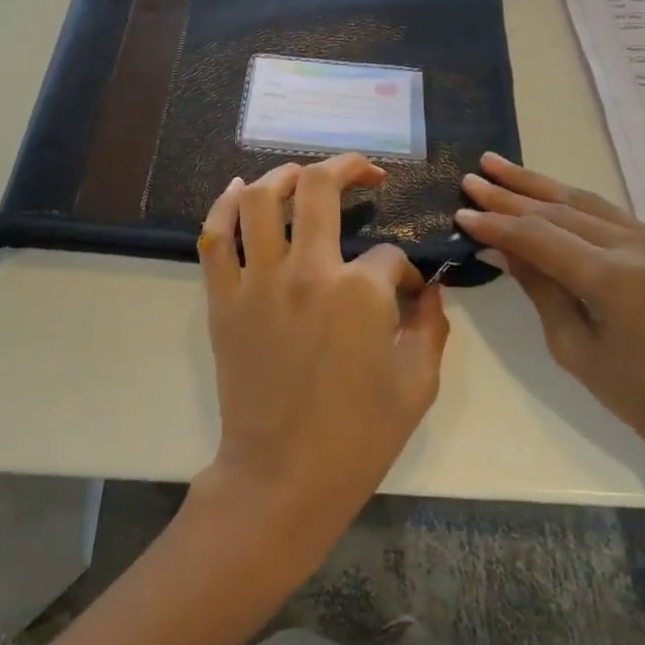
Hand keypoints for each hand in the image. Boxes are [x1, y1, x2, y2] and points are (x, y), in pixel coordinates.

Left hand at [194, 153, 450, 562]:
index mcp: (358, 292)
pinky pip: (214, 238)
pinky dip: (223, 206)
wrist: (283, 476)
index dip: (403, 270)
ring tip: (302, 175)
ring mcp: (257, 282)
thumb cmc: (358, 436)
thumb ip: (431, 324)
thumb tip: (428, 288)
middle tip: (365, 172)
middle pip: (318, 189)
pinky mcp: (223, 299)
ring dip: (282, 175)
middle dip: (348, 168)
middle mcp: (305, 271)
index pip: (388, 256)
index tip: (405, 290)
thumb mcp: (418, 383)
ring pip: (258, 199)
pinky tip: (239, 190)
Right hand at [455, 153, 644, 488]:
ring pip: (587, 204)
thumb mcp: (575, 348)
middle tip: (471, 178)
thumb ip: (539, 287)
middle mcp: (642, 245)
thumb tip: (501, 248)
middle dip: (511, 194)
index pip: (538, 236)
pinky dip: (573, 208)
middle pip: (561, 210)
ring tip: (499, 167)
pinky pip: (612, 219)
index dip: (496, 224)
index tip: (460, 213)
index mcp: (615, 278)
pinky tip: (546, 198)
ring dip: (540, 187)